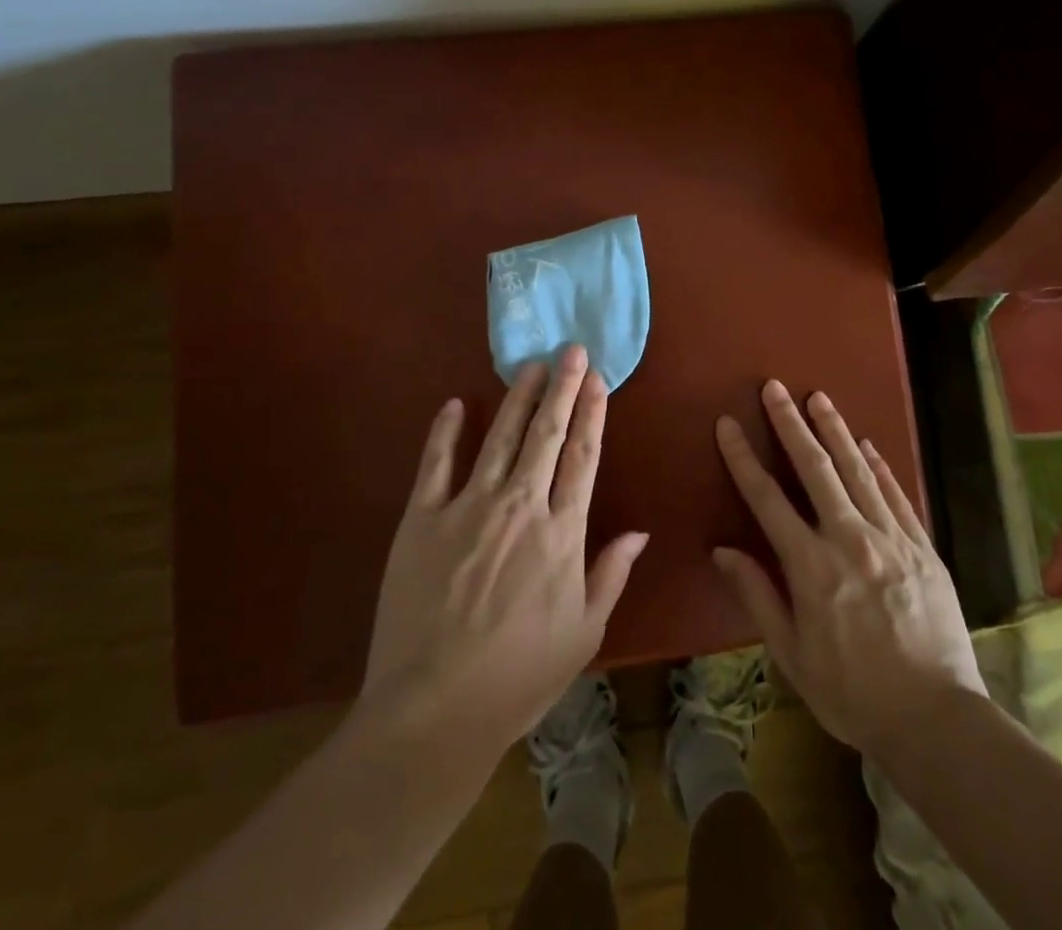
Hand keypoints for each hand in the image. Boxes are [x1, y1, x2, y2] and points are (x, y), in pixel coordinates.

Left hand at [351, 346, 647, 760]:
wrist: (433, 712)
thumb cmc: (519, 677)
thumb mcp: (583, 633)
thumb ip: (611, 574)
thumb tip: (640, 530)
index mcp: (560, 532)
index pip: (583, 456)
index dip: (591, 413)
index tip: (597, 378)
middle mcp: (518, 506)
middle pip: (546, 434)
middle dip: (561, 388)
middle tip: (570, 350)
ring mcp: (467, 508)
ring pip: (499, 437)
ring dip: (517, 397)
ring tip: (530, 365)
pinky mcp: (420, 520)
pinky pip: (435, 464)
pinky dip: (445, 431)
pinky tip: (456, 404)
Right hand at [713, 381, 986, 756]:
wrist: (936, 719)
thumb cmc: (852, 693)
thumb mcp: (792, 655)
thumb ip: (758, 595)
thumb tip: (723, 550)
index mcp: (811, 567)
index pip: (767, 498)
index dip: (743, 458)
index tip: (728, 425)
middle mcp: (849, 539)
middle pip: (815, 468)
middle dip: (791, 423)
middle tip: (775, 387)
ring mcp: (891, 538)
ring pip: (858, 470)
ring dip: (835, 430)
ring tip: (819, 397)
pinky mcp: (923, 547)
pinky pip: (897, 495)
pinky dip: (880, 466)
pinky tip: (868, 444)